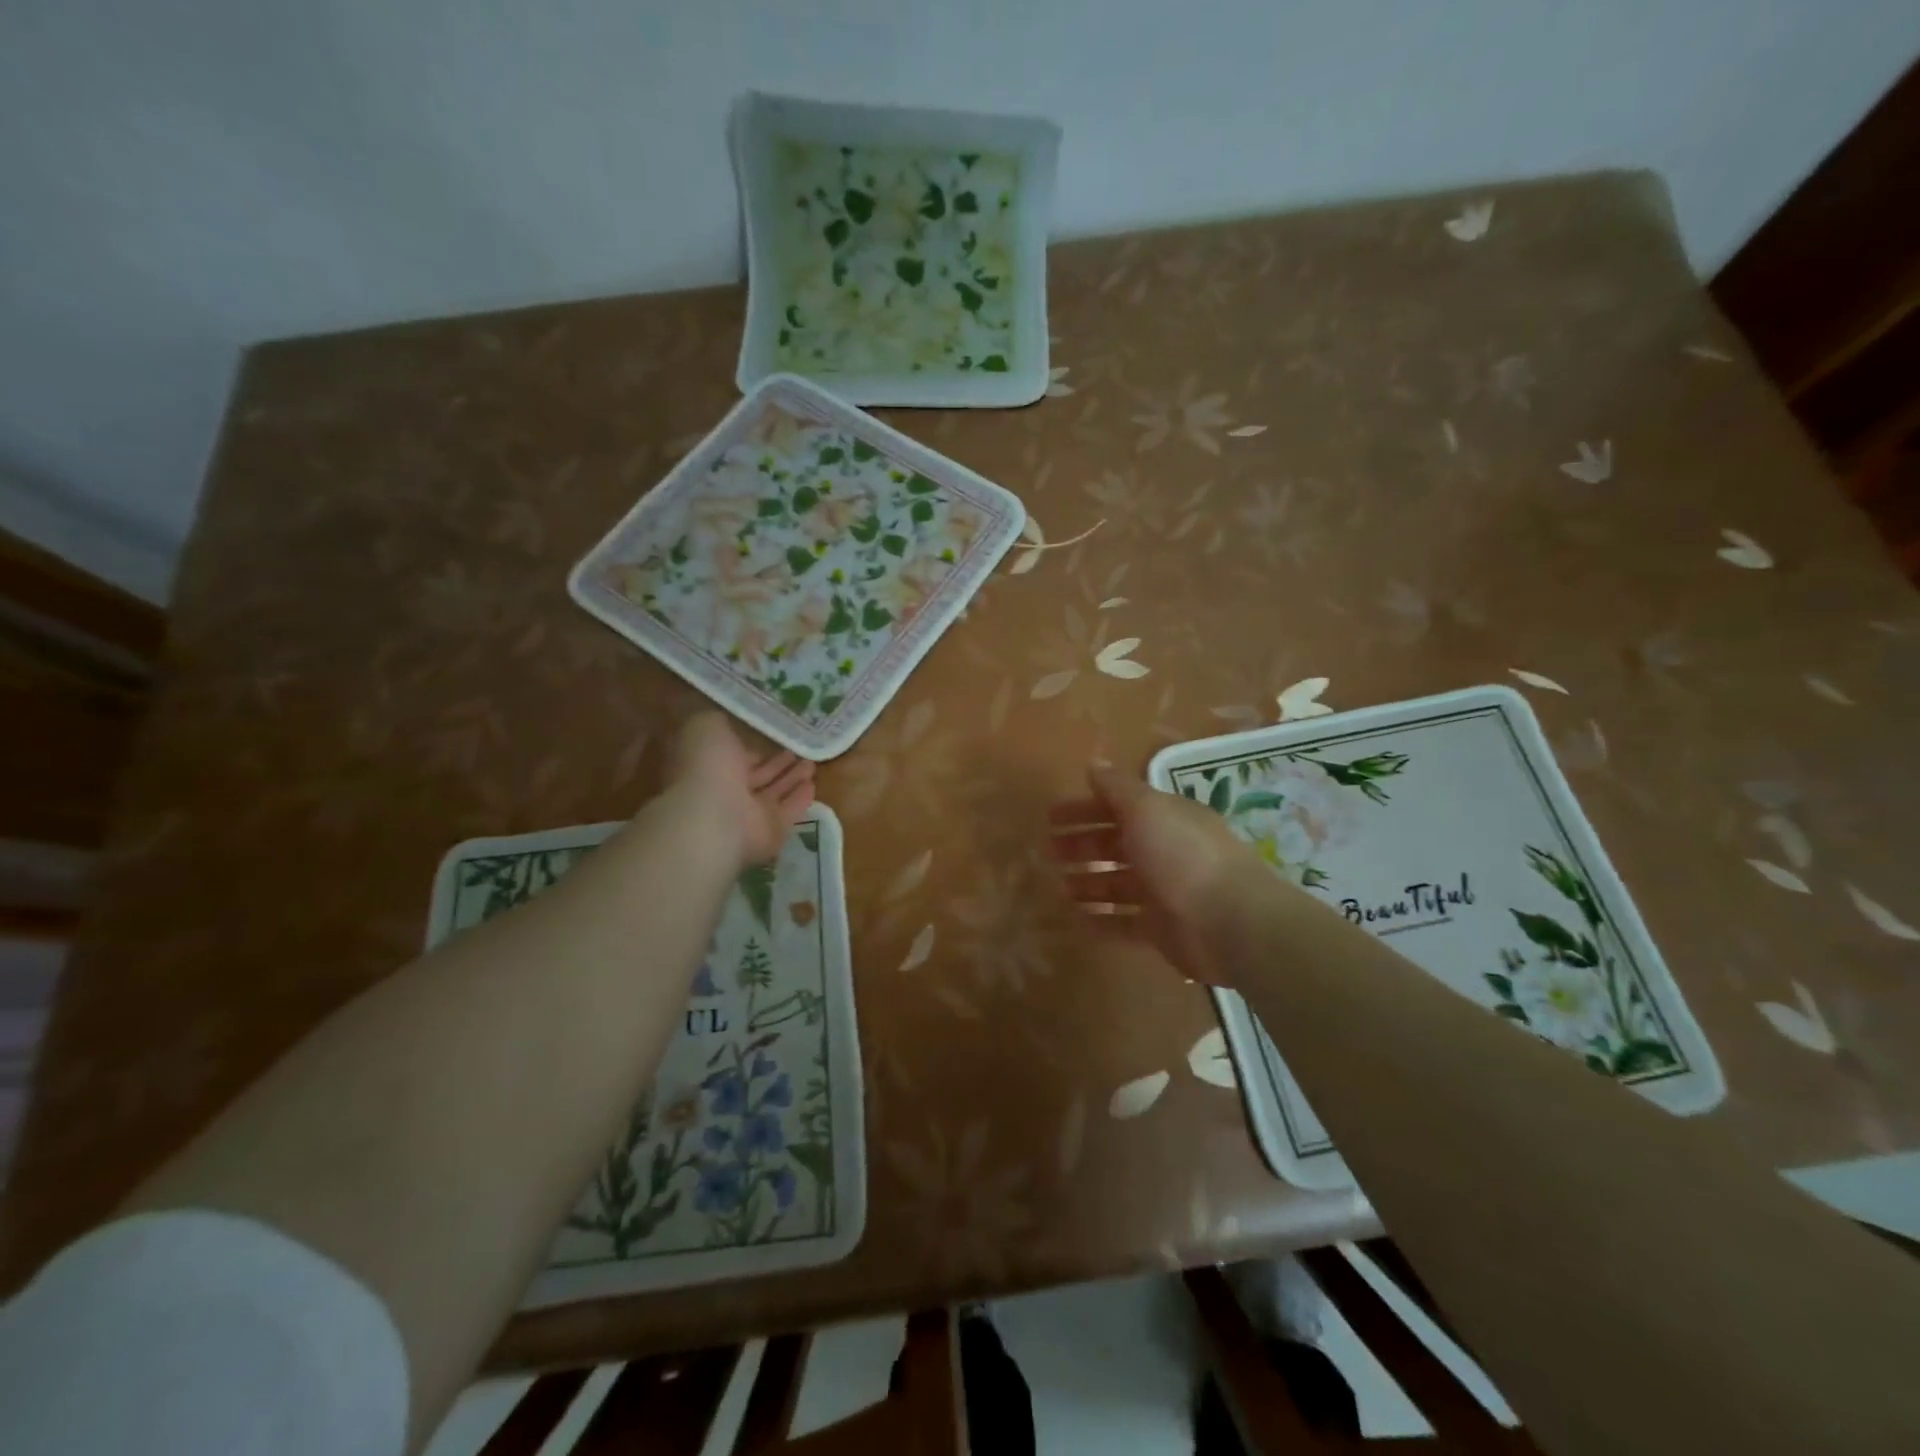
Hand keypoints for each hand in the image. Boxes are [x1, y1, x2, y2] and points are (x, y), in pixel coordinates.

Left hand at [667, 713, 816, 868]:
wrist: (714, 817)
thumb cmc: (707, 767)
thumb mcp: (706, 727)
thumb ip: (718, 721)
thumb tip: (729, 720)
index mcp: (708, 767)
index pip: (733, 755)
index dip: (752, 746)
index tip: (773, 733)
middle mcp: (726, 792)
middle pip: (756, 776)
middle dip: (776, 763)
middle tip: (798, 749)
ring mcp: (749, 815)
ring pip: (774, 793)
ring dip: (792, 778)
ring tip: (811, 763)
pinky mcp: (772, 832)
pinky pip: (788, 812)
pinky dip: (800, 799)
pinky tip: (812, 785)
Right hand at [1046, 767, 1263, 984]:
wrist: (1231, 923)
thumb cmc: (1183, 856)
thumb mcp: (1146, 809)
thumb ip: (1117, 787)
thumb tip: (1094, 763)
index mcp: (1165, 818)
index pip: (1118, 807)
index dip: (1084, 809)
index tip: (1050, 816)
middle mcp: (1166, 851)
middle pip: (1115, 844)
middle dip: (1081, 845)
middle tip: (1047, 852)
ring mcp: (1165, 893)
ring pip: (1118, 884)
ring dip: (1088, 882)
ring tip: (1058, 887)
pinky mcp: (1163, 930)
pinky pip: (1125, 922)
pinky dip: (1102, 919)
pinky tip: (1076, 919)